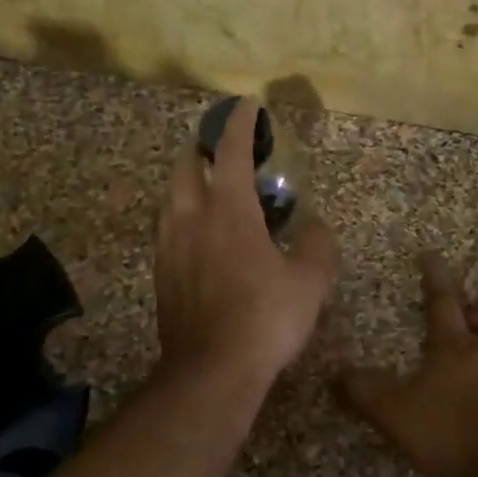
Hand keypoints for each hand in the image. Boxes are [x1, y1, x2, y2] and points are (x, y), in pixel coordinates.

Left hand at [154, 98, 338, 394]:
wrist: (211, 370)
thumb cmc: (265, 319)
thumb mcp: (309, 282)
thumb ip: (317, 246)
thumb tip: (315, 228)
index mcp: (228, 210)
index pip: (230, 151)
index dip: (239, 124)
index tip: (246, 106)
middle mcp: (190, 219)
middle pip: (186, 166)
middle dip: (202, 149)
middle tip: (222, 151)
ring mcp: (169, 247)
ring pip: (171, 199)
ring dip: (188, 185)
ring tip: (210, 193)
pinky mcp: (161, 275)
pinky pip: (168, 231)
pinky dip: (183, 219)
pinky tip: (198, 239)